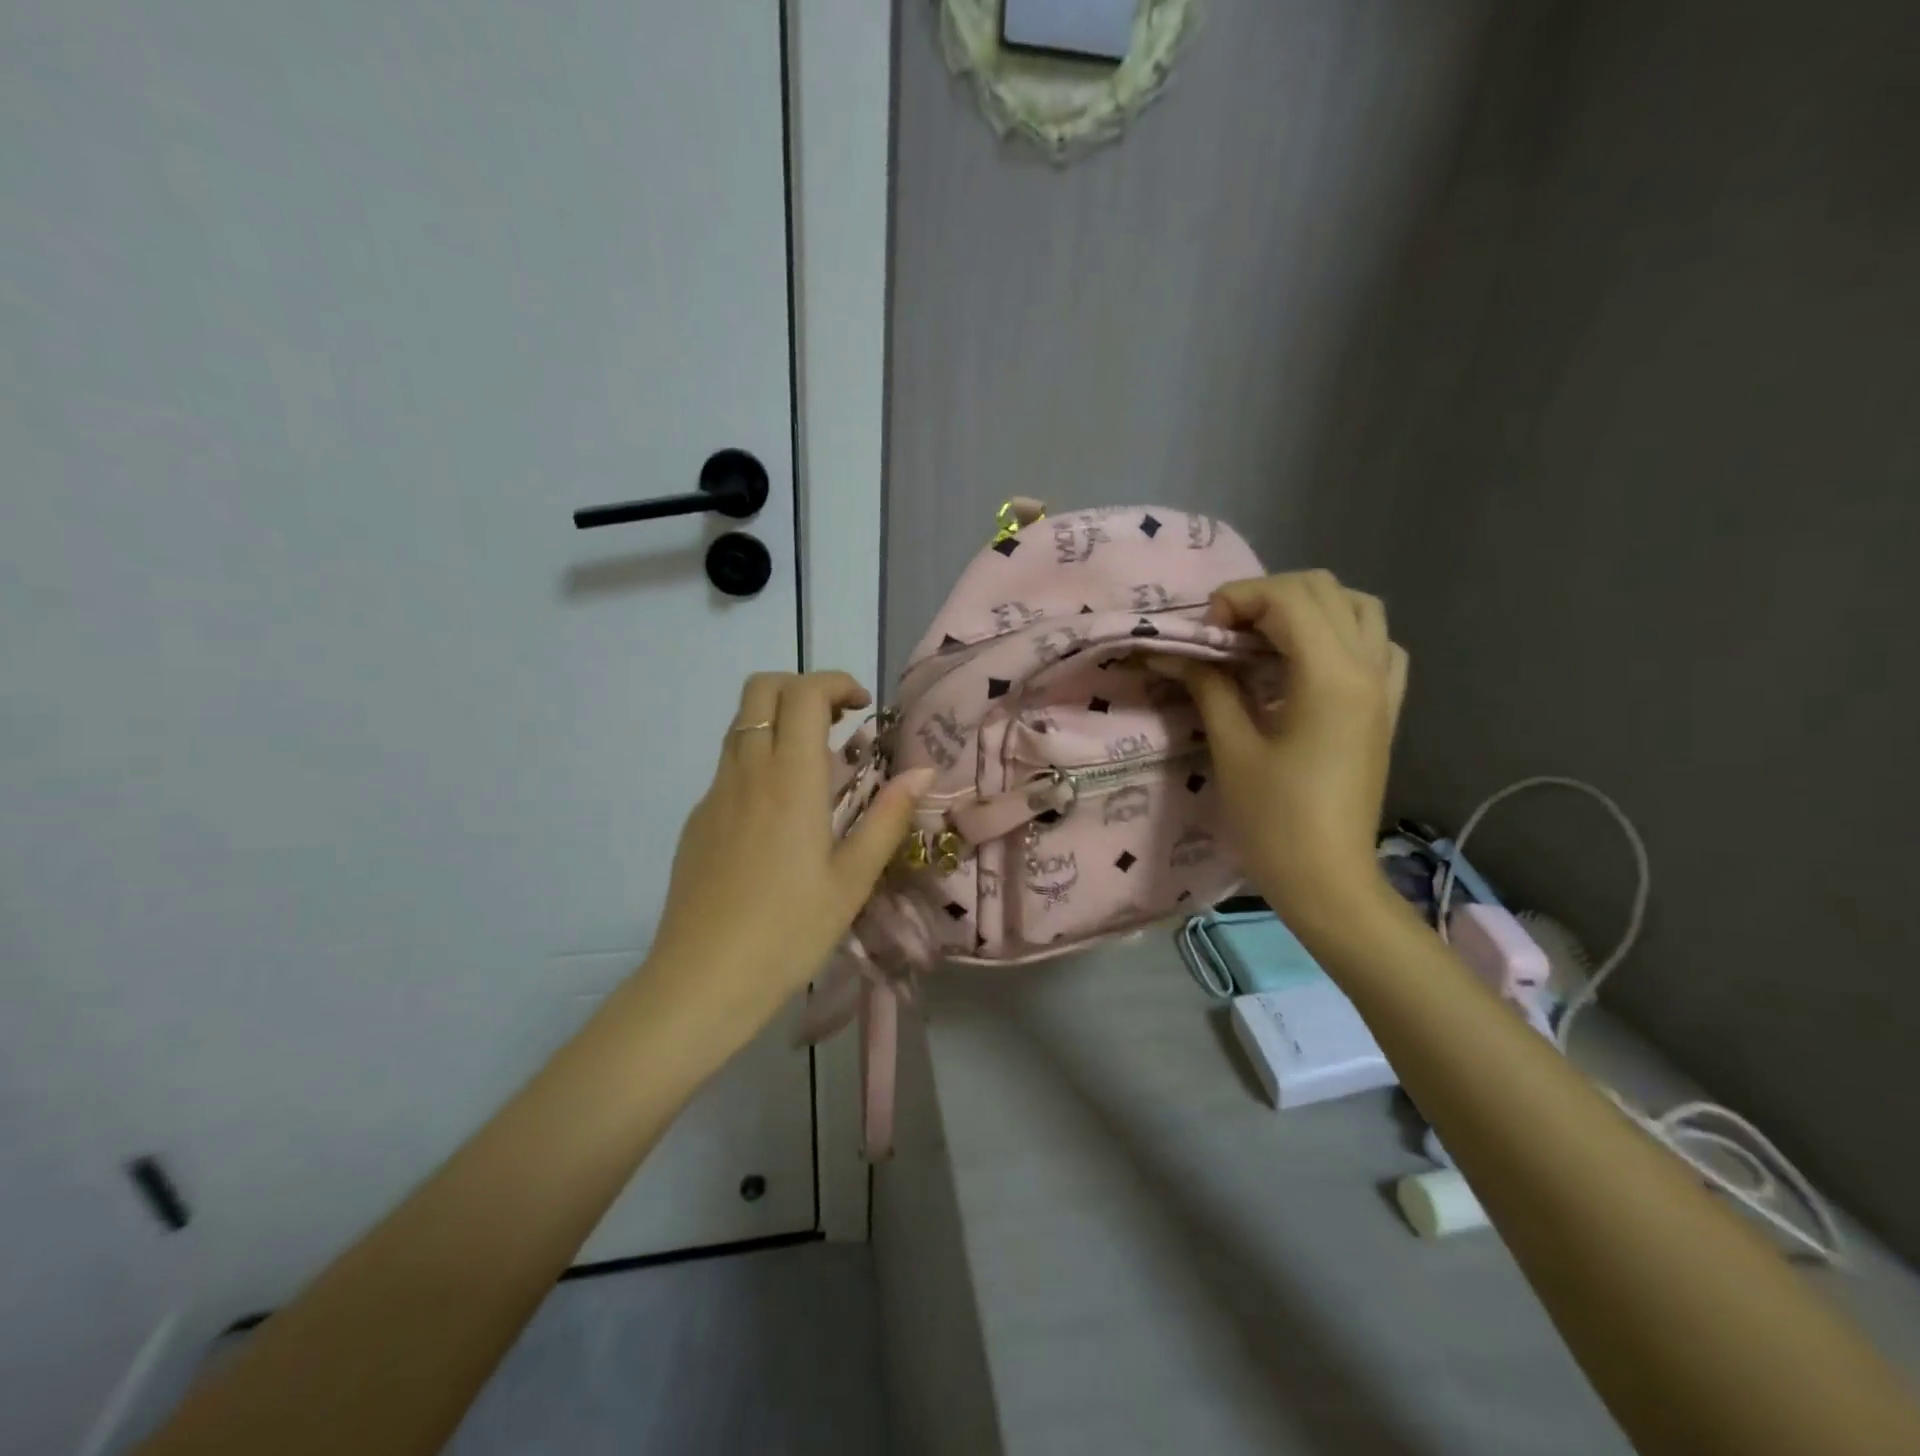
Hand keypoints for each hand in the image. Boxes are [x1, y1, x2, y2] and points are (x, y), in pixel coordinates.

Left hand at [644, 671, 933, 1029]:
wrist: (702, 981)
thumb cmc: (788, 932)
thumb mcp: (852, 880)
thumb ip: (887, 819)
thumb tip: (921, 773)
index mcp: (789, 780)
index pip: (803, 693)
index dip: (836, 683)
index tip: (862, 710)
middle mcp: (746, 772)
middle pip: (761, 689)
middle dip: (802, 688)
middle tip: (837, 724)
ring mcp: (714, 794)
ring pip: (741, 725)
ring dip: (780, 723)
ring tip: (816, 769)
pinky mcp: (698, 820)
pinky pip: (729, 766)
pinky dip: (759, 760)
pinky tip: (780, 817)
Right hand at [1161, 571, 1408, 933]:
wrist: (1327, 878)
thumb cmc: (1274, 819)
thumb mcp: (1232, 747)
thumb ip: (1208, 686)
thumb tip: (1173, 652)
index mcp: (1330, 676)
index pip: (1288, 597)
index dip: (1237, 600)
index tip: (1204, 635)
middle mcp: (1367, 667)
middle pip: (1323, 589)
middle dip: (1265, 598)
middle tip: (1226, 634)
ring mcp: (1383, 686)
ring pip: (1357, 607)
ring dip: (1306, 608)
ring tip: (1264, 640)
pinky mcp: (1385, 707)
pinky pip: (1376, 644)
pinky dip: (1340, 634)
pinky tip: (1307, 663)